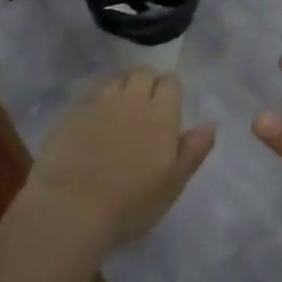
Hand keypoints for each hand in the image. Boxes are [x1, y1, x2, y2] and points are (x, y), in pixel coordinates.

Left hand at [24, 69, 214, 253]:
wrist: (71, 208)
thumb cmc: (131, 204)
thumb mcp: (173, 185)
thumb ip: (193, 151)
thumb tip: (210, 125)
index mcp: (161, 114)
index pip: (170, 82)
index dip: (170, 91)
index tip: (168, 109)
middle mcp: (131, 98)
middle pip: (143, 72)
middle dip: (147, 82)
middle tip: (146, 107)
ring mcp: (99, 102)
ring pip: (116, 79)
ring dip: (122, 87)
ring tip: (120, 110)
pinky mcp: (72, 111)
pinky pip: (91, 94)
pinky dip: (98, 100)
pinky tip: (94, 120)